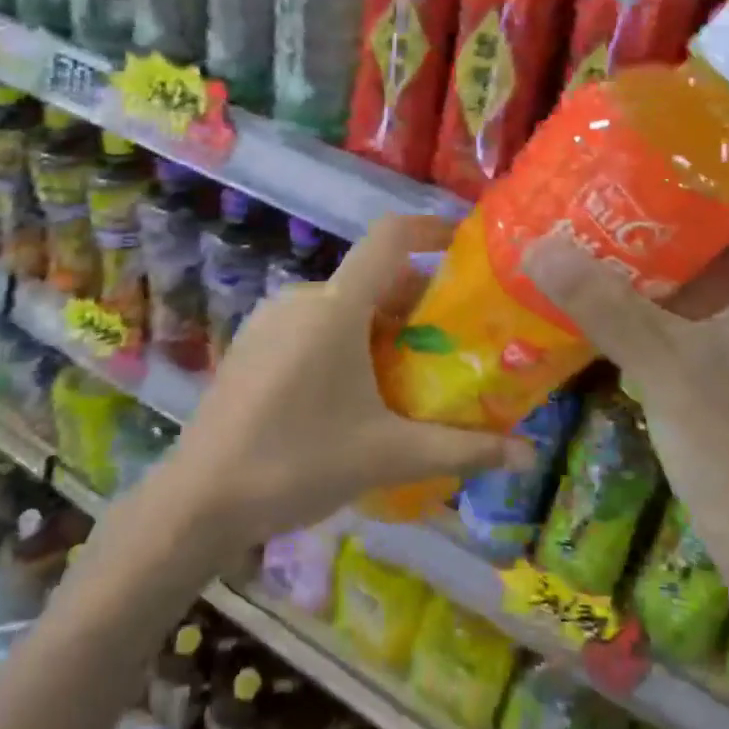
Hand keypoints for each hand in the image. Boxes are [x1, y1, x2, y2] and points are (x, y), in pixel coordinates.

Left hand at [156, 215, 532, 549]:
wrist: (200, 498)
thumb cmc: (299, 463)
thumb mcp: (388, 455)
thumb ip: (462, 449)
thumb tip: (527, 455)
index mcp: (337, 306)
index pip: (389, 238)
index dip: (429, 229)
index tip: (463, 244)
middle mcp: (302, 297)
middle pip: (372, 279)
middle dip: (416, 304)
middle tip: (450, 346)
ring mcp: (270, 318)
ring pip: (342, 304)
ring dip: (380, 326)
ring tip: (407, 375)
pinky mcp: (251, 342)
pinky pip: (312, 323)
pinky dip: (345, 339)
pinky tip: (353, 391)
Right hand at [521, 159, 728, 550]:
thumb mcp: (669, 367)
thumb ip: (606, 306)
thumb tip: (540, 242)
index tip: (675, 120)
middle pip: (723, 220)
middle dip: (672, 187)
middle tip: (610, 158)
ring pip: (695, 263)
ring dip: (650, 236)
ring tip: (592, 203)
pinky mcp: (710, 357)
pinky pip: (674, 302)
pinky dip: (640, 283)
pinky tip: (592, 275)